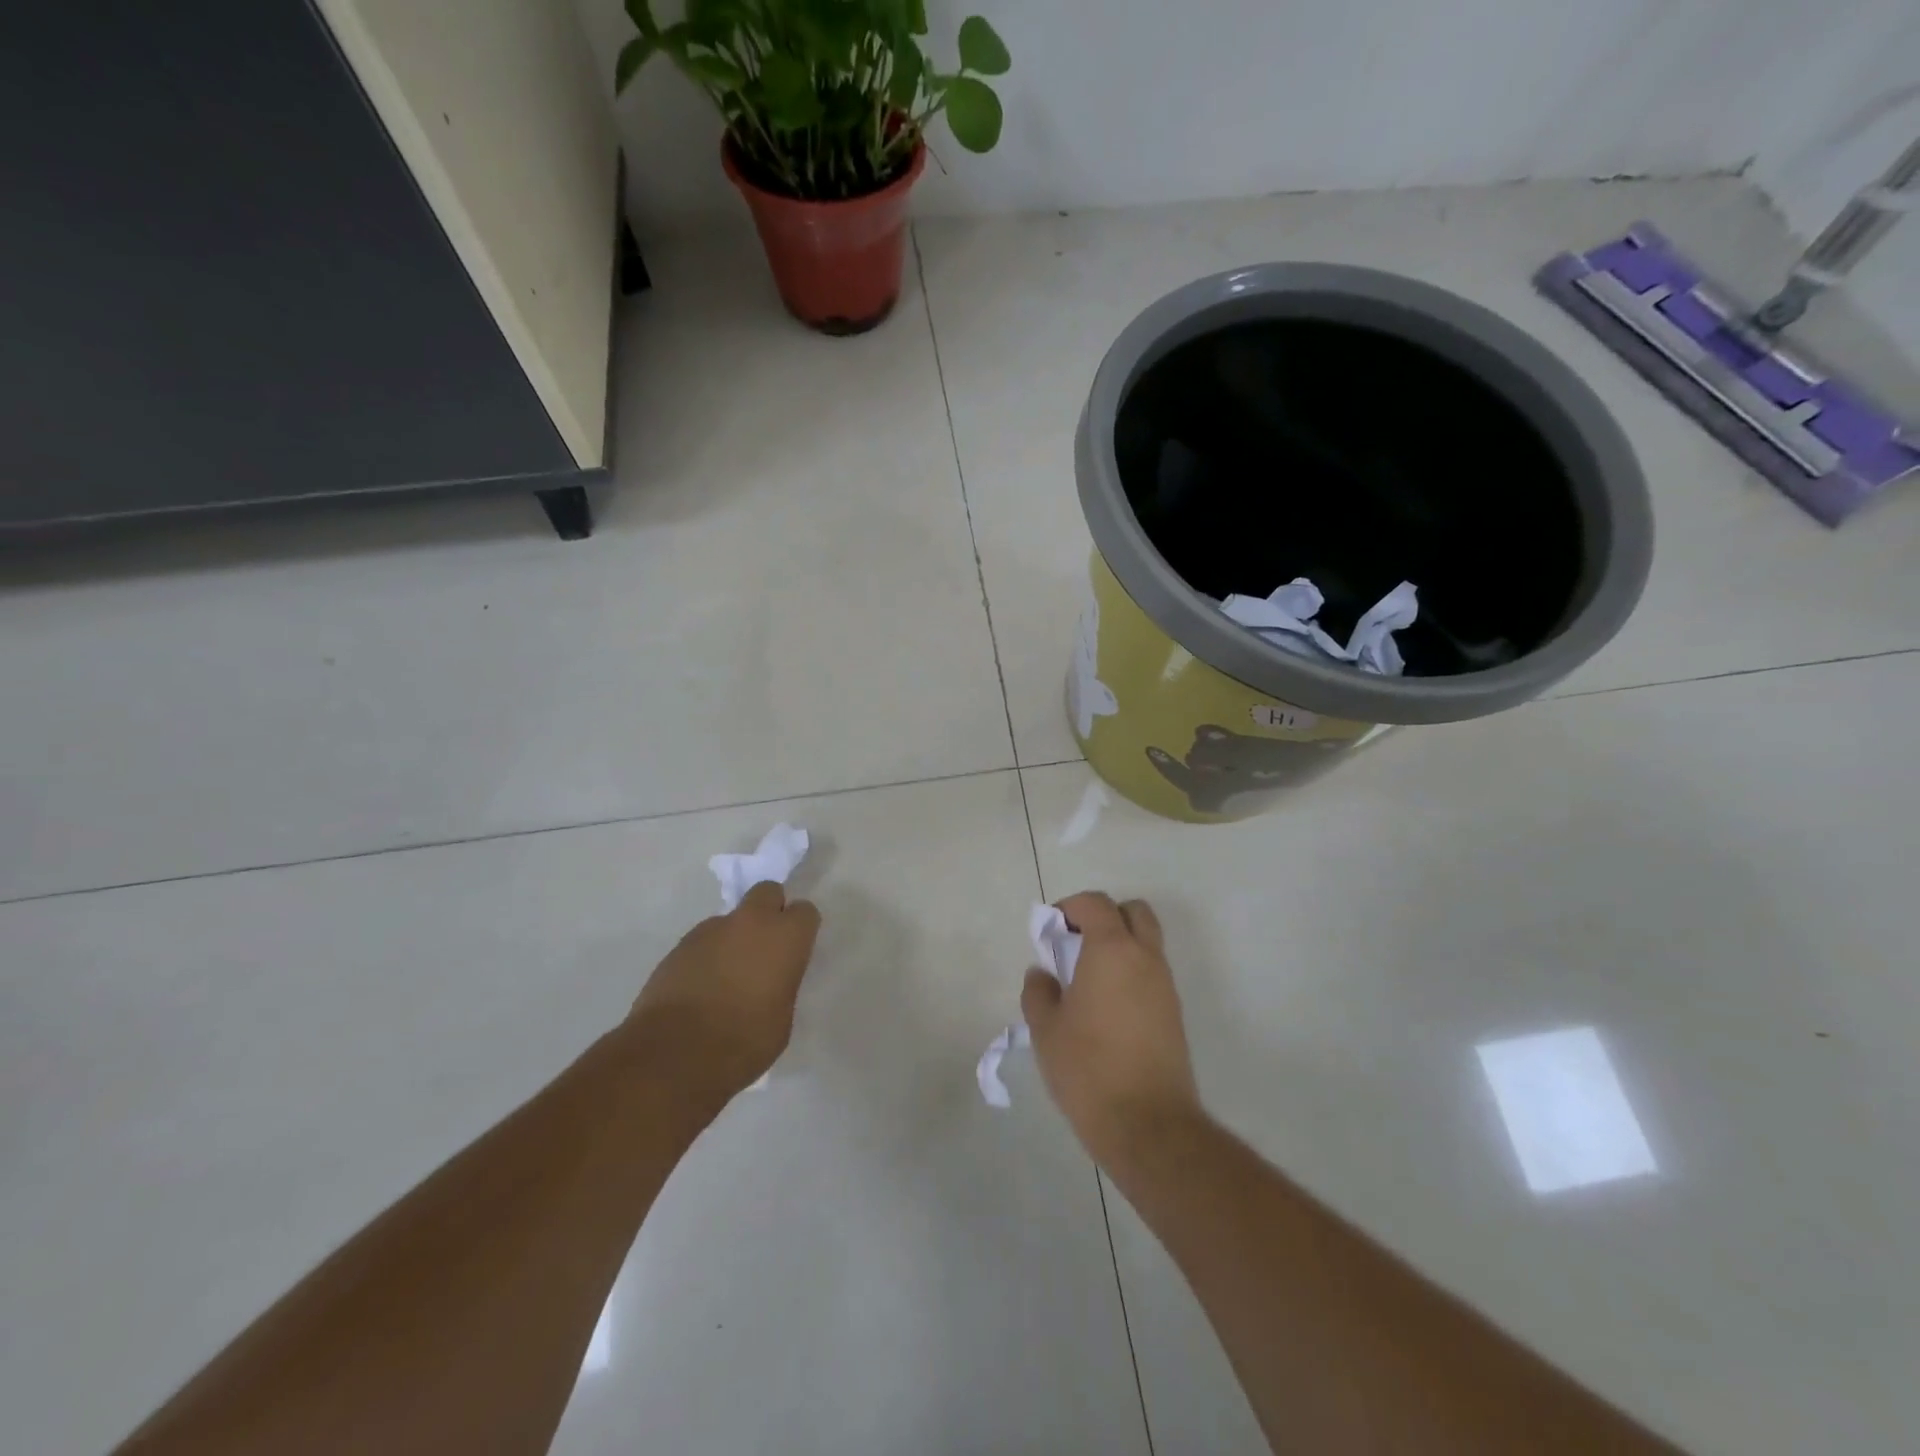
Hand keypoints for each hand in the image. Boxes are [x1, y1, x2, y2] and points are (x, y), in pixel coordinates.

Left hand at [627, 881, 821, 1100]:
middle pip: (767, 892)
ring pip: (730, 920)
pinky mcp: (678, 946)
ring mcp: (710, 930)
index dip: (800, 930)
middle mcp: (749, 922)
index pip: (805, 911)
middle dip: (769, 911)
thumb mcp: (782, 1019)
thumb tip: (771, 980)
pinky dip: (707, 957)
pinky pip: (703, 942)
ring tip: (726, 978)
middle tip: (764, 948)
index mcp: (784, 937)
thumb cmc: (744, 1041)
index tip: (795, 951)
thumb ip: (781, 985)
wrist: (674, 1055)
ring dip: (733, 938)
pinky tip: (700, 989)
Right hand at [1022, 892, 1201, 1167]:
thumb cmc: (1088, 1068)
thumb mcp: (1046, 1029)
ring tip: (1087, 979)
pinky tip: (1106, 1007)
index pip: (1096, 904)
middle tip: (1076, 943)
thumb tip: (1042, 974)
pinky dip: (1130, 972)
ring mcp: (1165, 985)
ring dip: (1119, 945)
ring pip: (1146, 943)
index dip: (1070, 907)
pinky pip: (1152, 973)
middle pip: (1133, 912)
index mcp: (1112, 950)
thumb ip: (1038, 992)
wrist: (1148, 1124)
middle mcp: (1145, 958)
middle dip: (1104, 916)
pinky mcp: (1174, 1013)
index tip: (1051, 930)